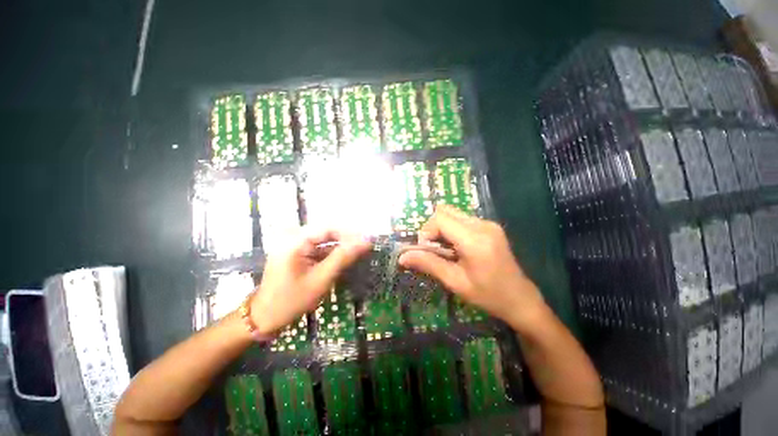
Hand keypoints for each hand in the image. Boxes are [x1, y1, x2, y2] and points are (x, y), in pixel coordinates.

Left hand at [250, 228, 369, 334]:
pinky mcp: (290, 253)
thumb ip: (342, 258)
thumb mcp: (320, 280)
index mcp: (294, 239)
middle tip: (366, 251)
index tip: (370, 243)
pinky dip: (326, 256)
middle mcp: (290, 236)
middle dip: (345, 241)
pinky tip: (340, 263)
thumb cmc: (292, 300)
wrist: (266, 315)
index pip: (328, 227)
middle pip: (324, 232)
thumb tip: (366, 241)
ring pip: (320, 241)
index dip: (351, 233)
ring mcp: (289, 244)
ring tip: (357, 257)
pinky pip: (312, 249)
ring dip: (337, 249)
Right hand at [398, 205, 545, 329]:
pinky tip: (461, 252)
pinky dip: (456, 231)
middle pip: (447, 211)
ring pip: (456, 215)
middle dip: (434, 229)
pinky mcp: (493, 227)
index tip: (426, 252)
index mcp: (474, 239)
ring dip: (445, 230)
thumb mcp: (456, 283)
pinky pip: (466, 221)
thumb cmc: (487, 295)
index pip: (440, 218)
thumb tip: (402, 257)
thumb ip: (430, 264)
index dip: (427, 232)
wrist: (518, 297)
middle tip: (436, 253)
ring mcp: (490, 224)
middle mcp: (483, 225)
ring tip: (449, 255)